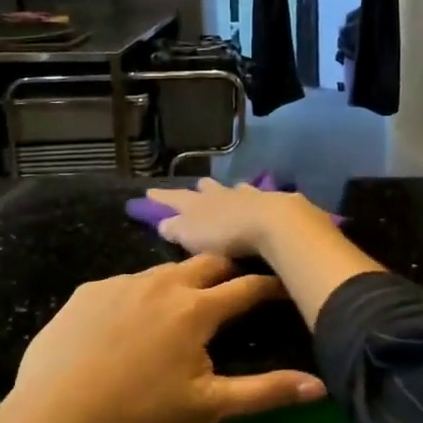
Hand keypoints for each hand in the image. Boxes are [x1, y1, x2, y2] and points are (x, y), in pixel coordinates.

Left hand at [2, 254, 326, 422]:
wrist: (54, 416)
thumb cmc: (140, 413)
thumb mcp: (208, 406)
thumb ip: (266, 393)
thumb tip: (320, 387)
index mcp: (196, 308)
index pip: (248, 286)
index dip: (271, 285)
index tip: (285, 285)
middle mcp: (163, 282)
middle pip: (209, 261)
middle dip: (229, 270)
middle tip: (235, 289)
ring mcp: (122, 282)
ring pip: (165, 271)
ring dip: (182, 282)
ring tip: (181, 307)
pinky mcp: (90, 290)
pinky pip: (125, 284)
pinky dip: (140, 296)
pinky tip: (128, 325)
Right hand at [145, 178, 330, 258]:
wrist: (271, 222)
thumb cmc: (225, 233)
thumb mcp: (191, 235)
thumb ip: (175, 229)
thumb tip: (164, 223)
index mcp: (197, 203)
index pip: (174, 198)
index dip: (161, 197)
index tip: (149, 192)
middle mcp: (221, 194)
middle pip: (207, 188)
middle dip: (200, 189)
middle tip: (197, 187)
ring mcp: (248, 195)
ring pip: (234, 189)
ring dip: (230, 191)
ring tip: (231, 191)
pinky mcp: (273, 201)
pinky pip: (259, 197)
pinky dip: (255, 199)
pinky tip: (260, 202)